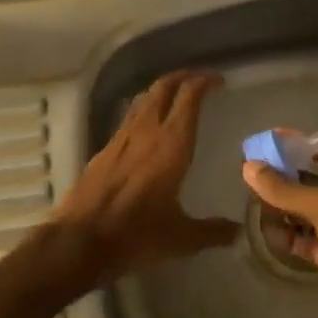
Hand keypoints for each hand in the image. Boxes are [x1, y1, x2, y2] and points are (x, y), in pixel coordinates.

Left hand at [51, 70, 238, 285]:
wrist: (80, 240)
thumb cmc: (137, 234)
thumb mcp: (182, 238)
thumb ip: (212, 231)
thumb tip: (237, 231)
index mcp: (171, 144)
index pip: (188, 98)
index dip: (204, 82)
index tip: (218, 81)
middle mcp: (146, 132)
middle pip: (162, 88)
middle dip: (181, 77)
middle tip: (198, 80)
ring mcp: (120, 139)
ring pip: (142, 100)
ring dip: (160, 92)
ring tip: (174, 98)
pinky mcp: (103, 151)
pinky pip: (128, 120)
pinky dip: (142, 113)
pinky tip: (146, 129)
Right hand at [242, 138, 317, 317]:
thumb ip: (287, 189)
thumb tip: (249, 167)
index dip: (302, 143)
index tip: (269, 140)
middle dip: (288, 176)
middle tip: (253, 172)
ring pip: (312, 212)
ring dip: (286, 207)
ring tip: (255, 202)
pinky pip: (311, 240)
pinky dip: (292, 236)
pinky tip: (270, 234)